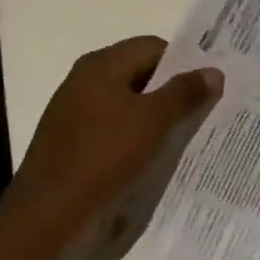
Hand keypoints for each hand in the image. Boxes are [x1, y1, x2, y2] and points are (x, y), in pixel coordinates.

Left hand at [0, 38, 222, 259]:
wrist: (46, 213)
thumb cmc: (103, 156)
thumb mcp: (153, 122)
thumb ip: (184, 93)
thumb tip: (214, 70)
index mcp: (102, 63)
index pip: (153, 46)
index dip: (182, 62)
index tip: (206, 88)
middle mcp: (84, 77)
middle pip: (138, 70)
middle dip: (169, 89)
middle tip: (199, 112)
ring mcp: (72, 108)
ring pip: (124, 99)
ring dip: (151, 113)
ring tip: (177, 136)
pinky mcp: (67, 137)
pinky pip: (108, 123)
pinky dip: (130, 132)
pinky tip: (144, 155)